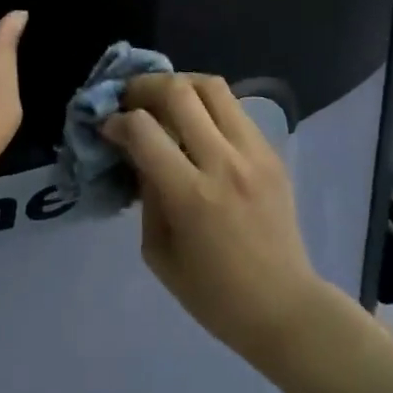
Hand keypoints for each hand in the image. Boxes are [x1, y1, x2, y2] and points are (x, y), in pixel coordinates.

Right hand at [104, 73, 327, 366]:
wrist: (284, 307)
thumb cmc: (212, 293)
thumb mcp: (158, 251)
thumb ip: (146, 193)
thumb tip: (136, 150)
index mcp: (191, 196)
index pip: (144, 129)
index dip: (117, 121)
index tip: (108, 127)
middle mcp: (224, 164)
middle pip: (179, 91)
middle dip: (143, 87)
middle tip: (130, 100)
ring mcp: (254, 154)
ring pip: (212, 86)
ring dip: (178, 84)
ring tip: (163, 100)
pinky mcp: (272, 153)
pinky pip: (234, 108)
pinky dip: (207, 105)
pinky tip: (196, 124)